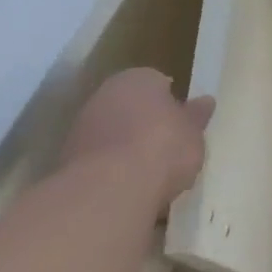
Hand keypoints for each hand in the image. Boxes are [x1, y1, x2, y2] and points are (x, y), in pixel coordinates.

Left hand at [60, 68, 214, 204]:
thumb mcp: (193, 132)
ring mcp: (81, 129)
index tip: (181, 124)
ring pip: (111, 137)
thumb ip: (196, 117)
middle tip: (166, 150)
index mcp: (137, 78)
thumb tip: (205, 102)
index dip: (171, 104)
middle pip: (130, 109)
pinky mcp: (65, 165)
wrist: (108, 191)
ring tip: (148, 178)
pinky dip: (110, 175)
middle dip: (145, 126)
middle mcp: (105, 95)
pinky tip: (126, 194)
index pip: (157, 83)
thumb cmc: (162, 147)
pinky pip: (98, 165)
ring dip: (125, 153)